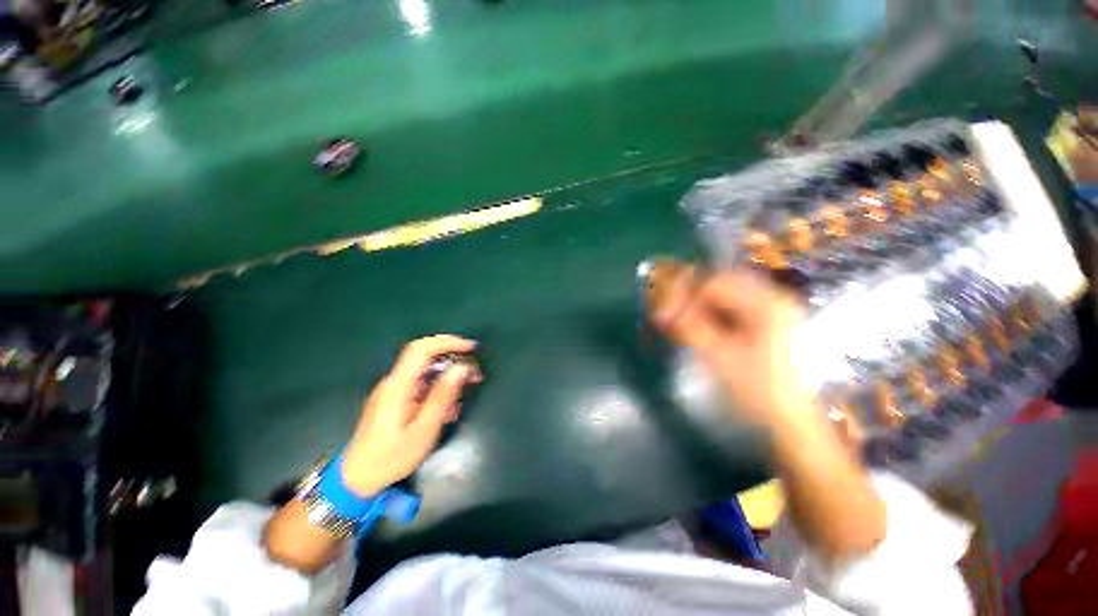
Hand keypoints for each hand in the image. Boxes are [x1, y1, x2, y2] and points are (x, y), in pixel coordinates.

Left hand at [340, 335, 480, 496]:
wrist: (356, 479)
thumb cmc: (391, 457)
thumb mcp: (423, 429)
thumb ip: (442, 396)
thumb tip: (461, 369)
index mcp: (398, 386)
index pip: (422, 349)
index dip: (448, 342)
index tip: (471, 348)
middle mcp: (394, 382)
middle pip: (425, 357)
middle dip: (452, 359)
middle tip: (474, 373)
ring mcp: (393, 391)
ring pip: (425, 373)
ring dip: (448, 377)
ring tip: (465, 393)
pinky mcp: (394, 400)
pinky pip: (420, 386)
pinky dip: (438, 389)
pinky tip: (449, 408)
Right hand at [652, 269, 885, 558]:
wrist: (804, 440)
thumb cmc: (769, 404)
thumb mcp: (724, 365)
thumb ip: (690, 330)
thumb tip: (660, 307)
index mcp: (764, 306)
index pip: (709, 278)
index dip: (677, 289)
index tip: (653, 309)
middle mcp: (767, 305)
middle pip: (710, 286)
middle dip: (677, 297)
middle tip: (653, 318)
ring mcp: (762, 321)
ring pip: (712, 301)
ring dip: (685, 311)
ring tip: (663, 328)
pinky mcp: (755, 336)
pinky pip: (717, 317)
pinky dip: (695, 322)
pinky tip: (682, 337)